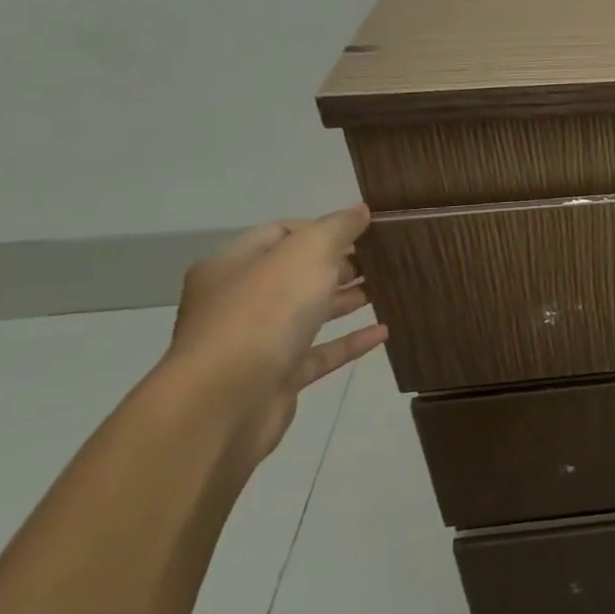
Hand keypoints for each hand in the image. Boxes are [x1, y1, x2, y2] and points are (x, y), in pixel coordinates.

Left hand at [159, 206, 388, 466]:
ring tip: (388, 288)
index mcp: (232, 265)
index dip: (323, 227)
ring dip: (346, 300)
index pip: (280, 232)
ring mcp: (254, 343)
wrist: (226, 402)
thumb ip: (338, 227)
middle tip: (383, 258)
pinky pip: (318, 354)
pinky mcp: (274, 379)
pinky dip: (349, 341)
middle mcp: (237, 301)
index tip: (366, 229)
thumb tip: (360, 211)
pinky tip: (383, 331)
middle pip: (294, 273)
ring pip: (307, 313)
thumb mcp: (307, 252)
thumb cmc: (264, 313)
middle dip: (339, 263)